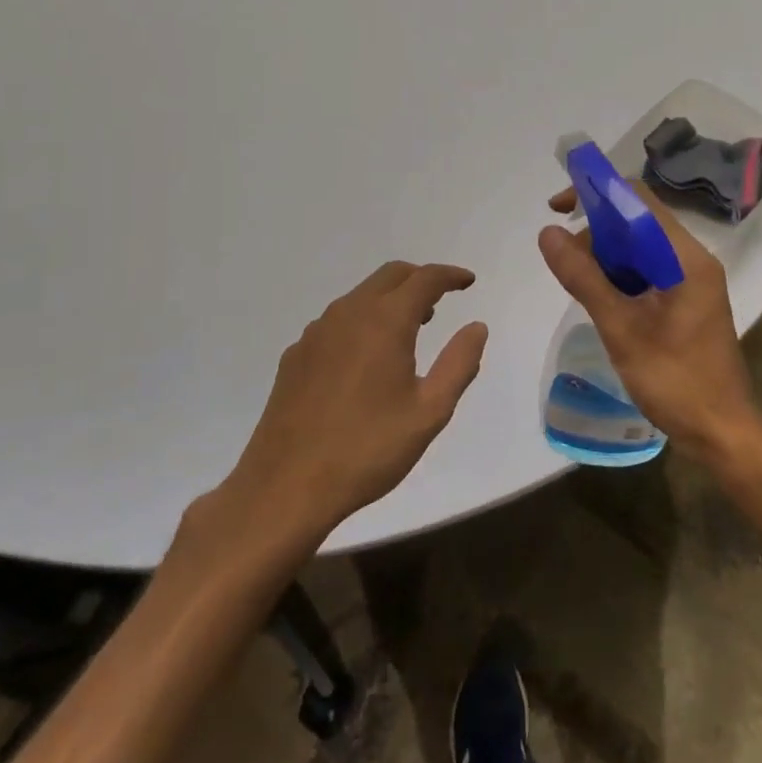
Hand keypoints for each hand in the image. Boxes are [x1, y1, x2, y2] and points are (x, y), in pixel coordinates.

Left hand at [223, 262, 487, 538]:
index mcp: (384, 322)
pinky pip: (336, 321)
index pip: (424, 278)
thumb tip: (477, 327)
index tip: (468, 281)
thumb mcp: (429, 412)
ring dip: (389, 299)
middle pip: (389, 276)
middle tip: (440, 300)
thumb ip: (459, 363)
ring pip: (360, 296)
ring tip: (409, 329)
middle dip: (419, 279)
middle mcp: (348, 314)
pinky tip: (366, 358)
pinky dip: (362, 322)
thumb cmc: (367, 450)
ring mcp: (316, 333)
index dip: (450, 275)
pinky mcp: (295, 355)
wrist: (285, 487)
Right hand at [538, 184, 761, 466]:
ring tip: (578, 283)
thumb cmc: (676, 381)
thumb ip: (585, 279)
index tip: (558, 209)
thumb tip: (548, 234)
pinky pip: (647, 271)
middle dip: (596, 230)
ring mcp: (691, 281)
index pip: (638, 200)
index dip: (597, 193)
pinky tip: (600, 298)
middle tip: (564, 261)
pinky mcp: (684, 301)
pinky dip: (619, 276)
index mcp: (686, 257)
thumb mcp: (622, 330)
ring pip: (640, 248)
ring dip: (605, 255)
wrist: (722, 433)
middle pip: (638, 221)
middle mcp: (692, 260)